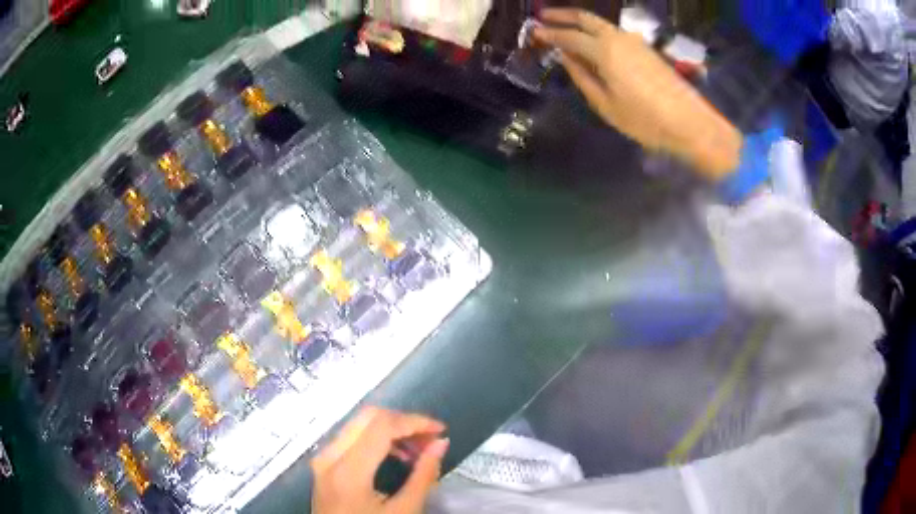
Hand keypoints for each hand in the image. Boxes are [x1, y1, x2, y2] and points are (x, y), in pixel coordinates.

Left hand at [311, 407, 448, 513]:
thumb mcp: (403, 512)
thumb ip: (423, 476)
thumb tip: (441, 443)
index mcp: (348, 471)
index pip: (382, 426)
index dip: (415, 422)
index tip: (441, 431)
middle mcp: (329, 456)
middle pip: (368, 417)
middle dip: (404, 422)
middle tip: (431, 439)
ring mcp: (322, 459)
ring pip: (358, 424)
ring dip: (391, 429)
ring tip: (419, 449)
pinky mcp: (323, 464)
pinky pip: (350, 438)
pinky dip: (376, 439)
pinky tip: (397, 455)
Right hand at [534, 8, 741, 179]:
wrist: (690, 123)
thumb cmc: (645, 120)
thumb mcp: (606, 105)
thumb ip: (582, 78)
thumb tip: (566, 58)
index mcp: (604, 51)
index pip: (569, 36)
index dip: (549, 34)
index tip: (534, 32)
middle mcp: (618, 38)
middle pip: (586, 18)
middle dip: (563, 14)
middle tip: (544, 16)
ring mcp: (635, 42)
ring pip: (602, 24)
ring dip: (582, 23)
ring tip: (566, 29)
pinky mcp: (646, 49)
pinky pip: (615, 34)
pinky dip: (598, 33)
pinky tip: (593, 43)